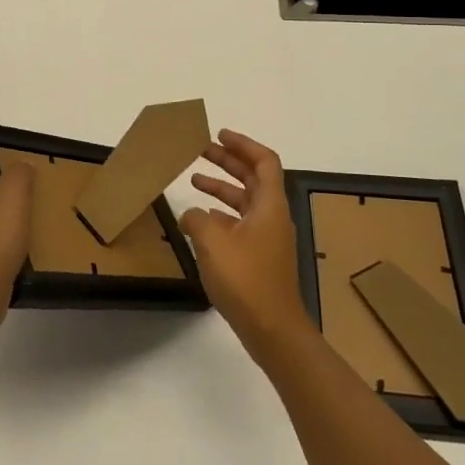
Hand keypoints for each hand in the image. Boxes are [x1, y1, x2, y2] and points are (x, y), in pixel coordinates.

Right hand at [182, 130, 314, 363]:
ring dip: (222, 187)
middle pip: (253, 178)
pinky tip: (200, 220)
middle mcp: (273, 216)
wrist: (272, 329)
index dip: (243, 144)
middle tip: (201, 149)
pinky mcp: (261, 257)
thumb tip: (192, 215)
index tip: (220, 135)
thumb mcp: (212, 242)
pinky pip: (241, 223)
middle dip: (228, 161)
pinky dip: (222, 214)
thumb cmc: (246, 279)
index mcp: (269, 205)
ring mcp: (268, 238)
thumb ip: (197, 219)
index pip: (264, 161)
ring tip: (193, 180)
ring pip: (245, 201)